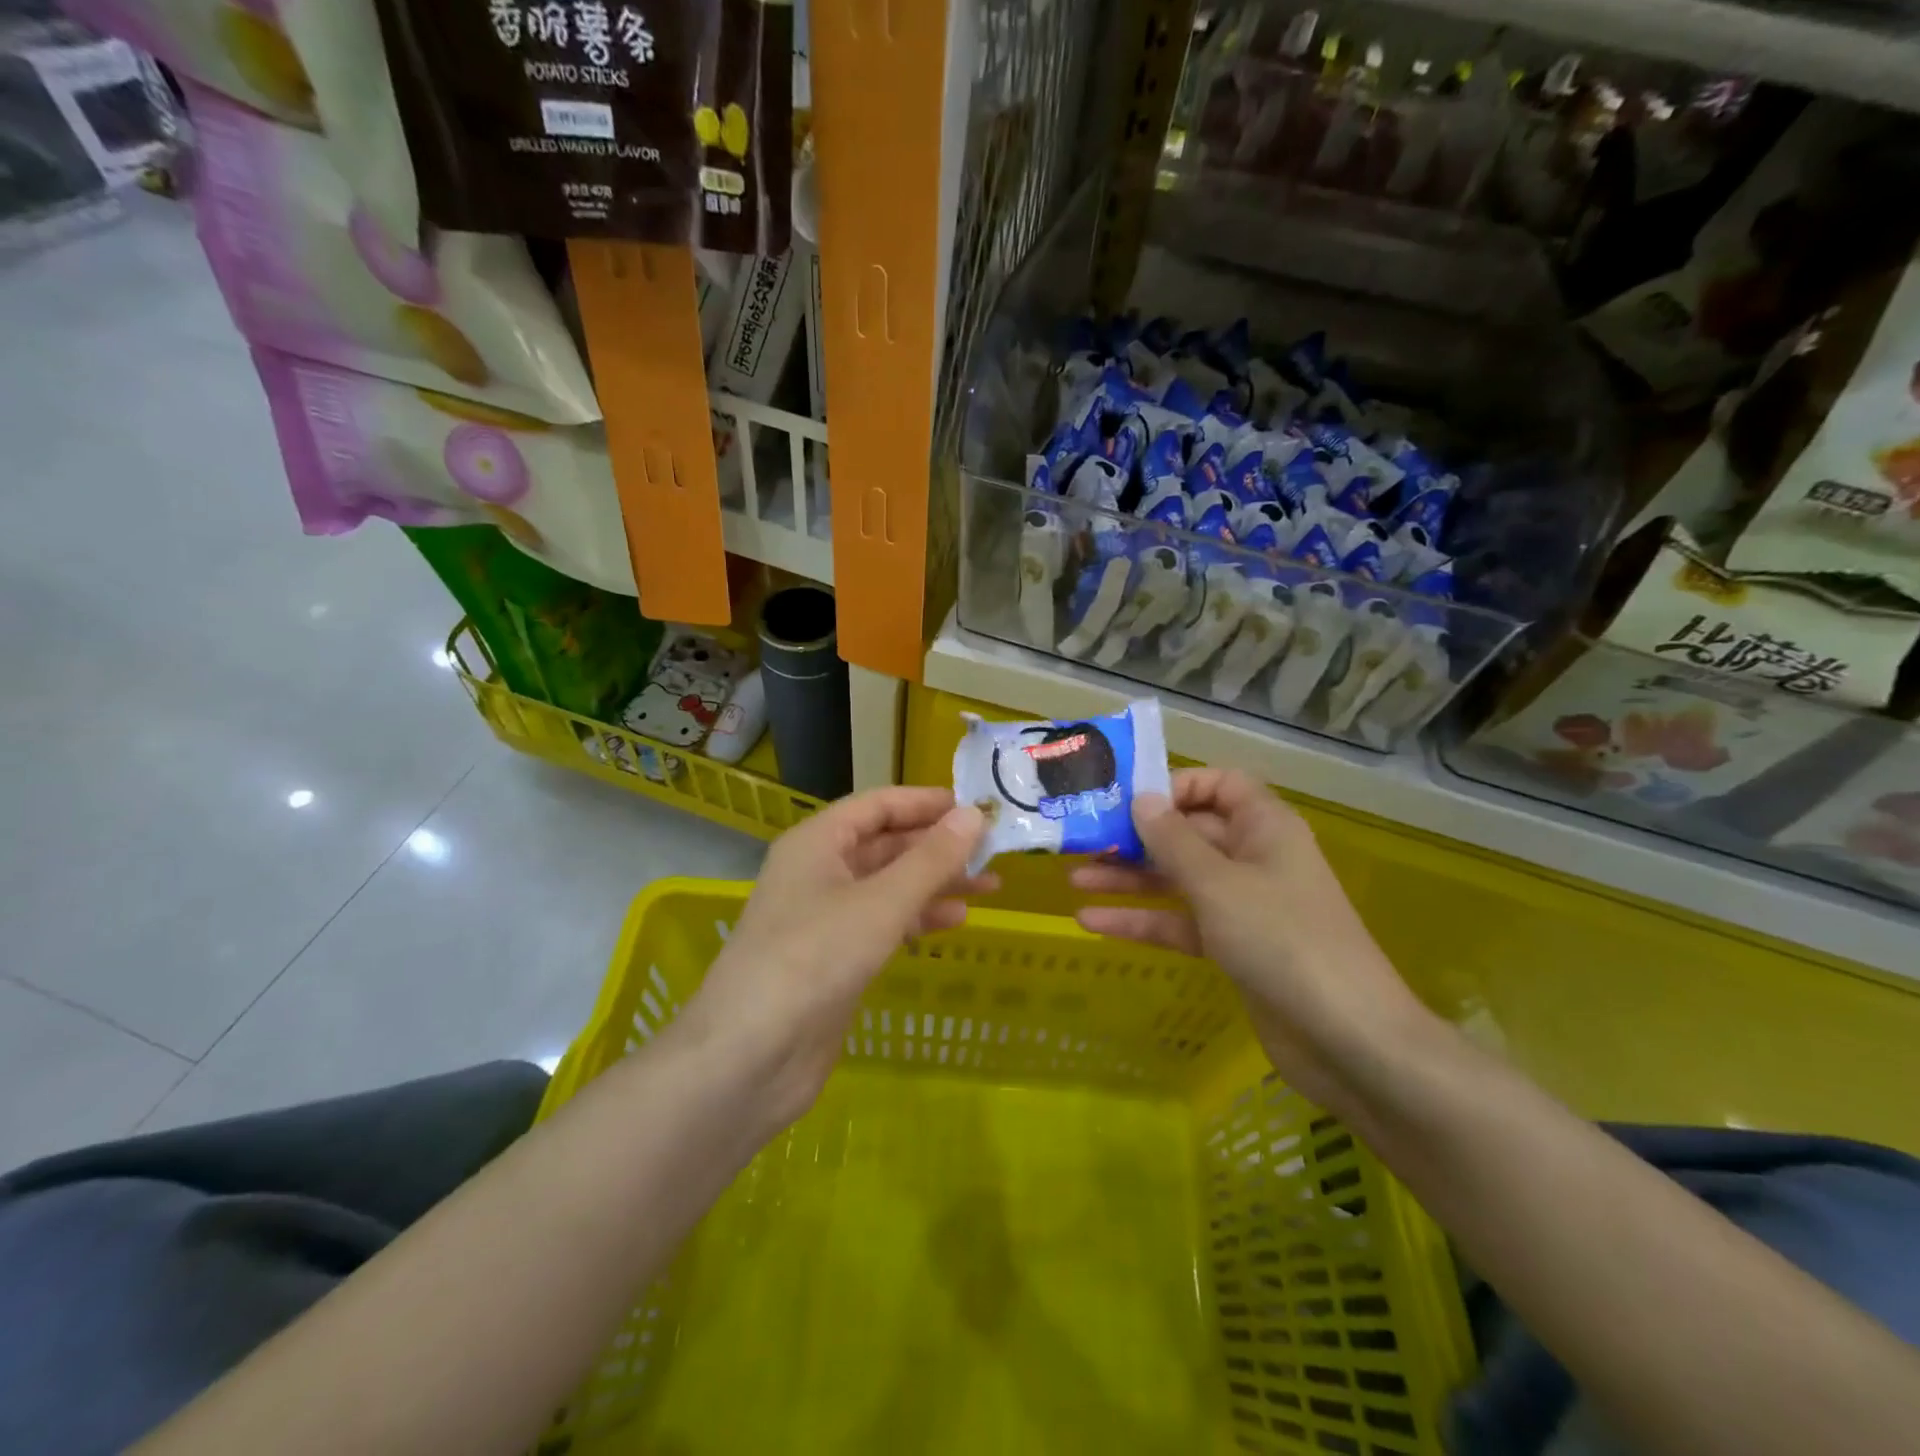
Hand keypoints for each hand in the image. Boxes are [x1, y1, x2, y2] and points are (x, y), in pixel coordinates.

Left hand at [674, 788, 992, 1131]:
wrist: (750, 1057)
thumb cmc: (814, 959)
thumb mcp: (881, 903)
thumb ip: (931, 860)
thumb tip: (973, 815)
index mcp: (818, 842)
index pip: (878, 805)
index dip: (925, 802)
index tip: (975, 807)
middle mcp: (819, 871)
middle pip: (886, 844)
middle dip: (937, 846)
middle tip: (993, 849)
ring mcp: (825, 916)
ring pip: (889, 885)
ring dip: (935, 882)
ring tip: (990, 886)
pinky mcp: (834, 957)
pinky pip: (883, 922)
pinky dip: (918, 917)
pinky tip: (955, 921)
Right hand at [1070, 768, 1433, 1110]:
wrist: (1347, 1040)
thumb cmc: (1282, 941)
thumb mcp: (1218, 884)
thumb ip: (1173, 840)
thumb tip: (1141, 798)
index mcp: (1264, 828)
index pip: (1219, 785)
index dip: (1176, 786)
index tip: (1127, 800)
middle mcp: (1254, 859)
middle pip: (1190, 833)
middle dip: (1138, 837)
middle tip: (1084, 839)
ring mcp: (1243, 906)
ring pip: (1179, 880)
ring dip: (1131, 879)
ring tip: (1076, 878)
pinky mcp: (1233, 948)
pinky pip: (1181, 922)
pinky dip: (1142, 921)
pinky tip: (1092, 922)